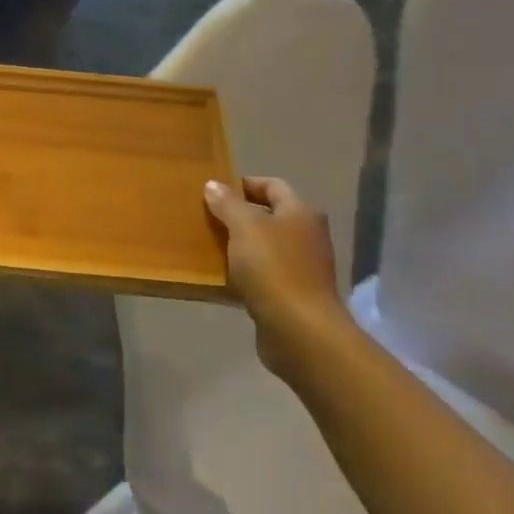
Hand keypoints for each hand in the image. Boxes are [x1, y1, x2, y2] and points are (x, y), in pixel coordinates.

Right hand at [204, 175, 351, 379]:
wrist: (298, 329)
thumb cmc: (272, 268)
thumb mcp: (244, 227)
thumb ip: (228, 203)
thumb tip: (214, 184)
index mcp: (301, 212)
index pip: (272, 185)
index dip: (243, 184)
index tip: (213, 192)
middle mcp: (307, 235)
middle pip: (269, 216)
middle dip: (238, 216)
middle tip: (206, 219)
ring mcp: (302, 266)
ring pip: (265, 246)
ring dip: (239, 246)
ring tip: (208, 247)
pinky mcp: (293, 293)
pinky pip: (263, 275)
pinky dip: (244, 273)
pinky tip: (221, 278)